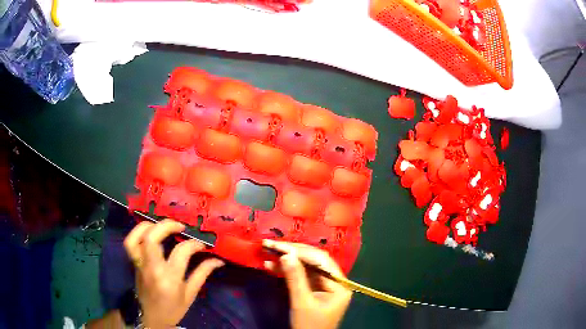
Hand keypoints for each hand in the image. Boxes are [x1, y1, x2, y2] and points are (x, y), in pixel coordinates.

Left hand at [124, 219, 223, 328]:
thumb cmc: (173, 309)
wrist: (151, 318)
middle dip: (167, 226)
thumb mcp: (190, 295)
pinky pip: (130, 243)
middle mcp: (152, 268)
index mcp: (169, 279)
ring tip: (162, 225)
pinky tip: (148, 231)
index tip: (201, 245)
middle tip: (181, 226)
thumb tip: (218, 261)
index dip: (194, 244)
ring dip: (149, 225)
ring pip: (138, 238)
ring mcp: (140, 264)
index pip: (181, 252)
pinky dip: (137, 232)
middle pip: (152, 238)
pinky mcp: (134, 263)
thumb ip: (202, 274)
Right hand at [262, 240, 352, 328]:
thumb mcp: (302, 303)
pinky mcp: (313, 291)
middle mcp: (334, 282)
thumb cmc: (309, 326)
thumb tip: (286, 254)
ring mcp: (323, 286)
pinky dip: (287, 272)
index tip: (279, 246)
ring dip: (287, 261)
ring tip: (267, 253)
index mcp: (339, 285)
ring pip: (305, 268)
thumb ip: (295, 278)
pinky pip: (301, 277)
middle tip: (271, 245)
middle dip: (292, 253)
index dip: (300, 251)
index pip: (321, 261)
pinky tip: (271, 267)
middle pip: (313, 261)